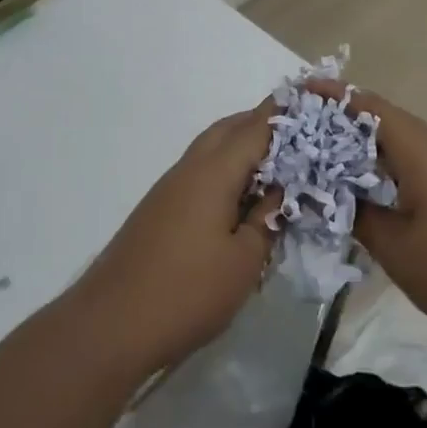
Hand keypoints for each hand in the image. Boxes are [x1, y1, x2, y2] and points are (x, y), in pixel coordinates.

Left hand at [71, 100, 281, 378]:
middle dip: (263, 124)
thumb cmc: (186, 293)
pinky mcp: (159, 209)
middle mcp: (188, 169)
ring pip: (210, 150)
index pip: (256, 128)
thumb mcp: (243, 262)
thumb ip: (266, 220)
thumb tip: (279, 194)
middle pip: (228, 130)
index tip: (316, 102)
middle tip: (301, 135)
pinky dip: (225, 170)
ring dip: (242, 147)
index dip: (286, 113)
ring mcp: (169, 189)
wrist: (110, 325)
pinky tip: (241, 196)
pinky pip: (200, 173)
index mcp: (213, 173)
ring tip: (278, 165)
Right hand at [305, 80, 426, 355]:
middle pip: (384, 123)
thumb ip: (359, 215)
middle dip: (342, 119)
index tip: (300, 89)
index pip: (371, 109)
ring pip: (397, 147)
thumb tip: (331, 195)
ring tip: (320, 155)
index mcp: (420, 154)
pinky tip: (362, 190)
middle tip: (299, 127)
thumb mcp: (396, 247)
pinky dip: (380, 170)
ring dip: (361, 146)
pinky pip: (410, 169)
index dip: (335, 96)